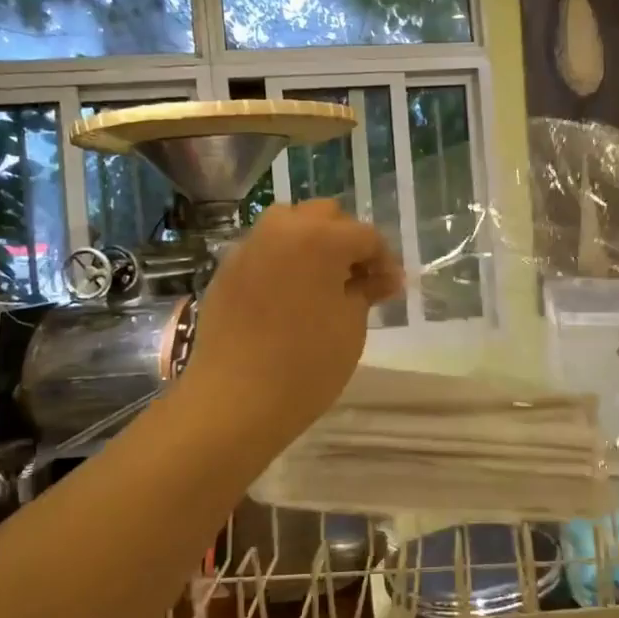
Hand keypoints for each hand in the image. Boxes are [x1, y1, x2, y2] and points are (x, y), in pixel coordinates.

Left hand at [175, 200, 403, 449]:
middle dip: (347, 242)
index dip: (384, 261)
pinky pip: (264, 251)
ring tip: (323, 283)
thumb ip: (367, 290)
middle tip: (359, 280)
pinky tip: (289, 297)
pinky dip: (284, 261)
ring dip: (313, 244)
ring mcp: (248, 247)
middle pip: (325, 217)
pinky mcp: (226, 270)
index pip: (365, 235)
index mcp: (319, 237)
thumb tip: (384, 277)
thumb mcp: (351, 325)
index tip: (392, 289)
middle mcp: (281, 229)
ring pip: (290, 226)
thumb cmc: (306, 363)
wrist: (233, 400)